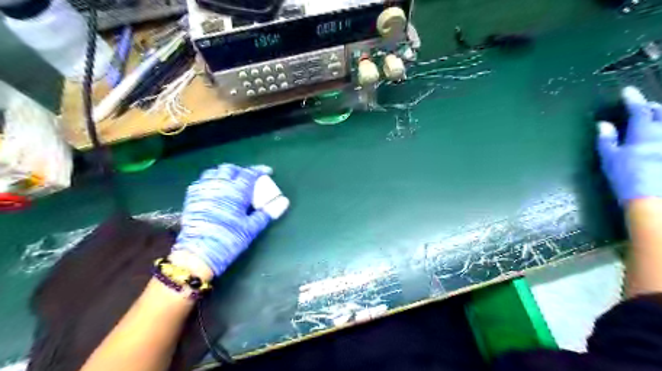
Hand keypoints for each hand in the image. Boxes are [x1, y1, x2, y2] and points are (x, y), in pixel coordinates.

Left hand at [172, 163, 277, 276]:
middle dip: (241, 171)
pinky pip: (201, 181)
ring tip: (230, 181)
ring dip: (224, 174)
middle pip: (231, 169)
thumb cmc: (229, 238)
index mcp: (236, 191)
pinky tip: (214, 190)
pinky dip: (211, 181)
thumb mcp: (251, 228)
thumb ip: (266, 213)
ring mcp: (204, 189)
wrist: (199, 252)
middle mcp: (220, 185)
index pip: (250, 173)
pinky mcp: (191, 197)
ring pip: (214, 172)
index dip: (260, 170)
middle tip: (248, 179)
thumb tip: (283, 203)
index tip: (267, 171)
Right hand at [598, 85, 661, 203]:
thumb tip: (603, 124)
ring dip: (661, 118)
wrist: (652, 200)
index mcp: (644, 135)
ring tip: (656, 118)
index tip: (628, 91)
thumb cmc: (626, 178)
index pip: (639, 111)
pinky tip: (655, 139)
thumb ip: (607, 140)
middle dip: (654, 107)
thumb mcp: (610, 159)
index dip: (633, 99)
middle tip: (645, 107)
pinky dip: (659, 133)